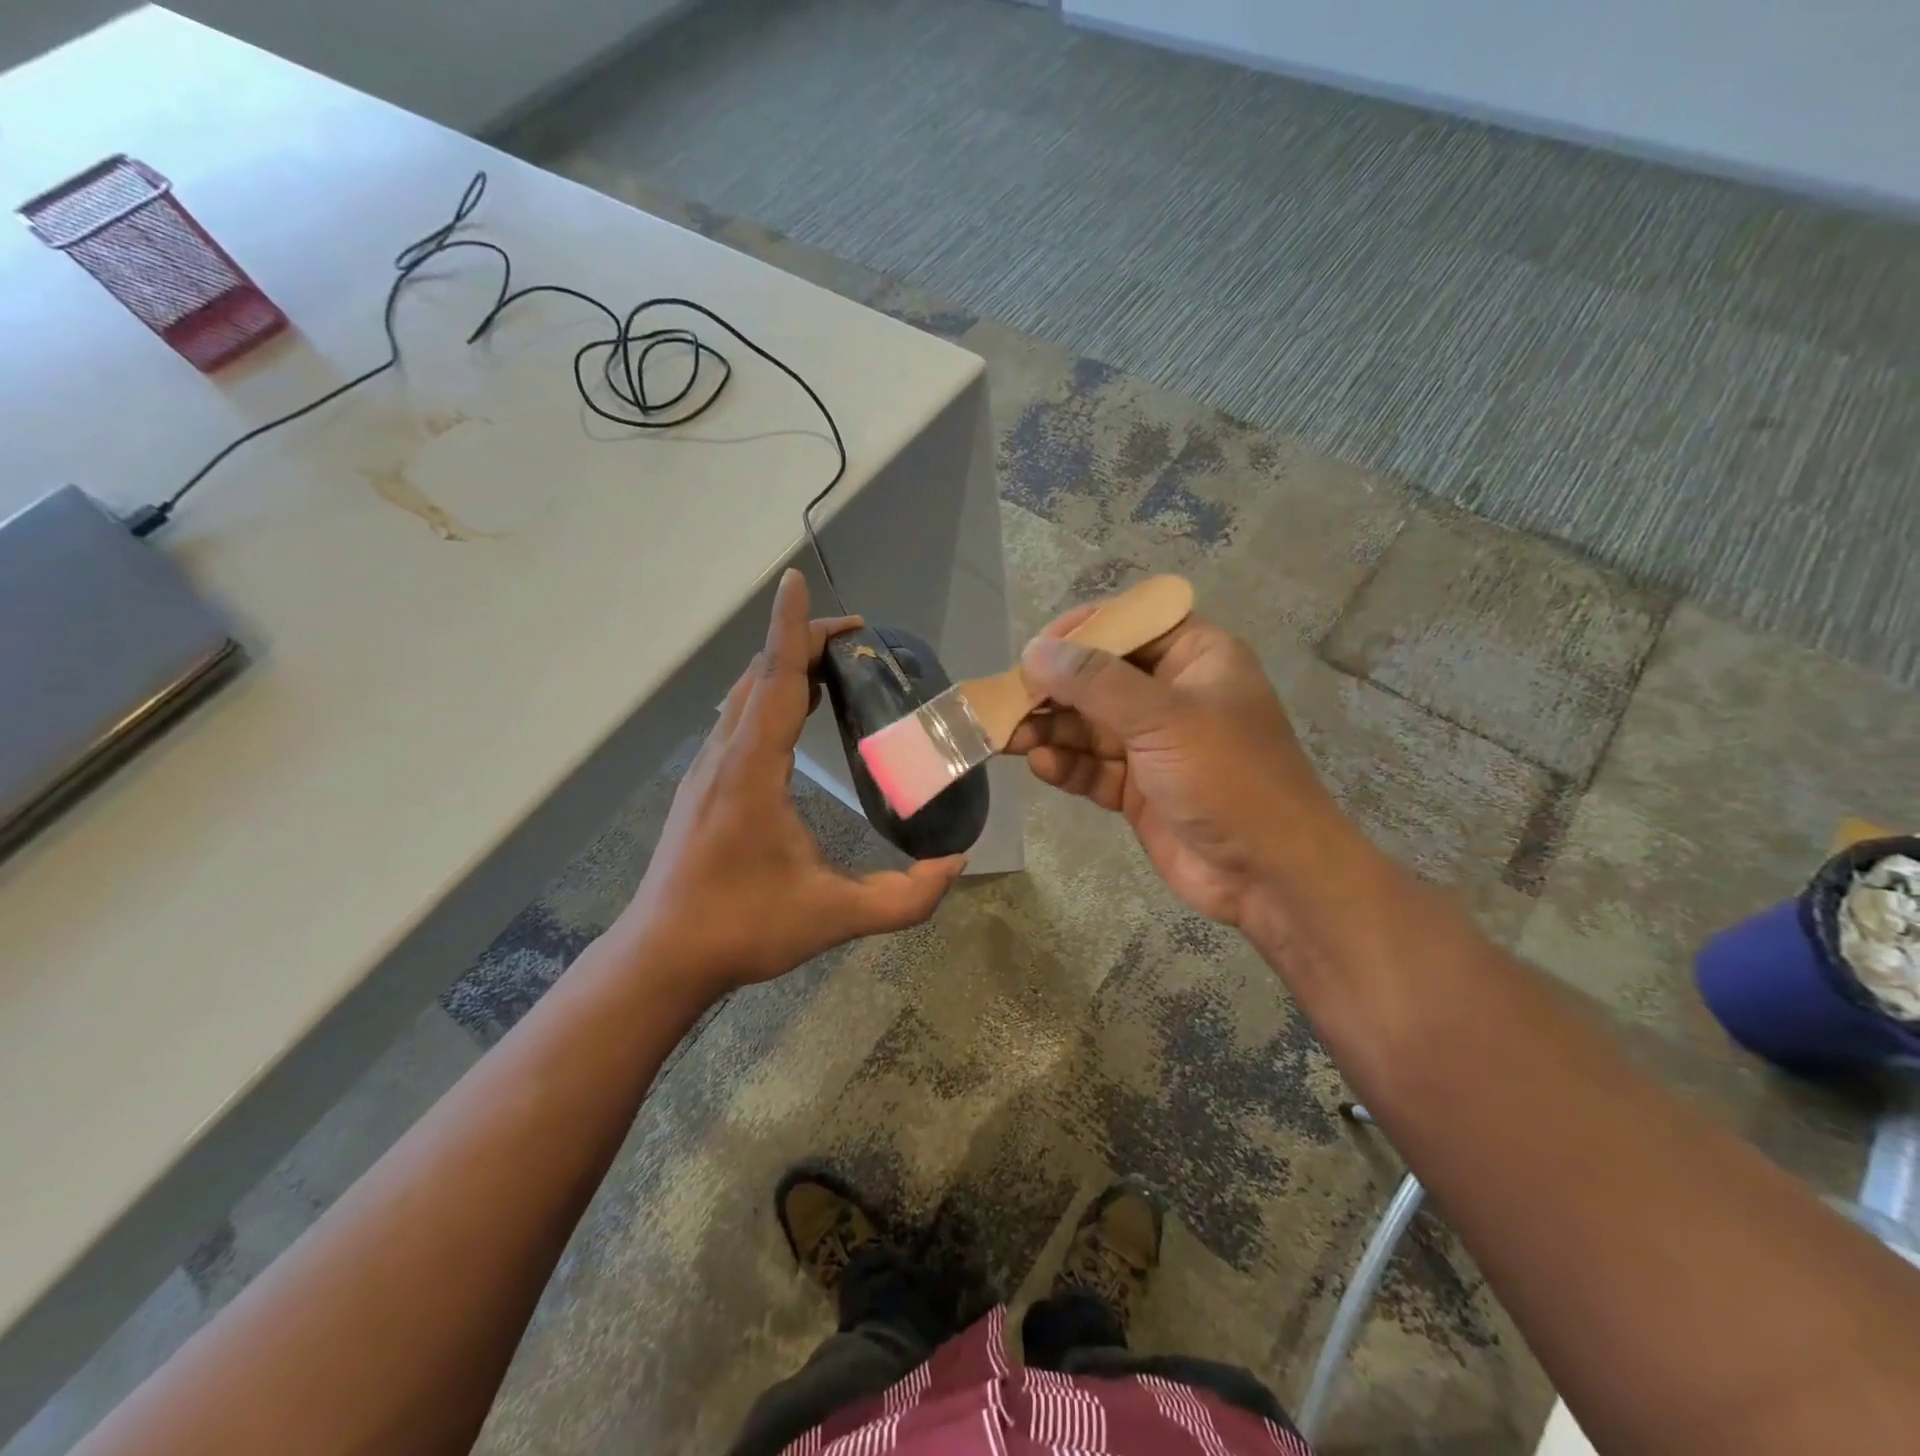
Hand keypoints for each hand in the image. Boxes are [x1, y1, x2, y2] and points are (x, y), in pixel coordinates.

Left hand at [618, 569, 965, 995]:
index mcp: (753, 771)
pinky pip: (737, 717)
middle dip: (803, 642)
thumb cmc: (744, 928)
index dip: (792, 628)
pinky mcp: (702, 784)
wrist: (663, 956)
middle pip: (760, 674)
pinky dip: (769, 694)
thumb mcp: (834, 917)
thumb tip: (956, 864)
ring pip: (744, 694)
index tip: (796, 580)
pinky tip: (796, 713)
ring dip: (784, 667)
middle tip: (857, 642)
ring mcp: (707, 768)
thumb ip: (904, 897)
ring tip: (835, 669)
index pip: (776, 681)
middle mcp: (725, 755)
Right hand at [1006, 605, 1346, 926]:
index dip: (1082, 631)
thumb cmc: (1228, 777)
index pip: (1130, 625)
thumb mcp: (1163, 718)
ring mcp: (1153, 745)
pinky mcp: (1137, 788)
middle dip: (1053, 690)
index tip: (1035, 649)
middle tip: (1007, 702)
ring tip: (1010, 738)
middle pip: (1099, 679)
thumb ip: (1095, 682)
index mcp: (1195, 659)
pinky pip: (1092, 767)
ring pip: (1088, 726)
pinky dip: (1067, 766)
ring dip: (1051, 730)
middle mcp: (1171, 695)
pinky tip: (1044, 767)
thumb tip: (1034, 650)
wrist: (1269, 874)